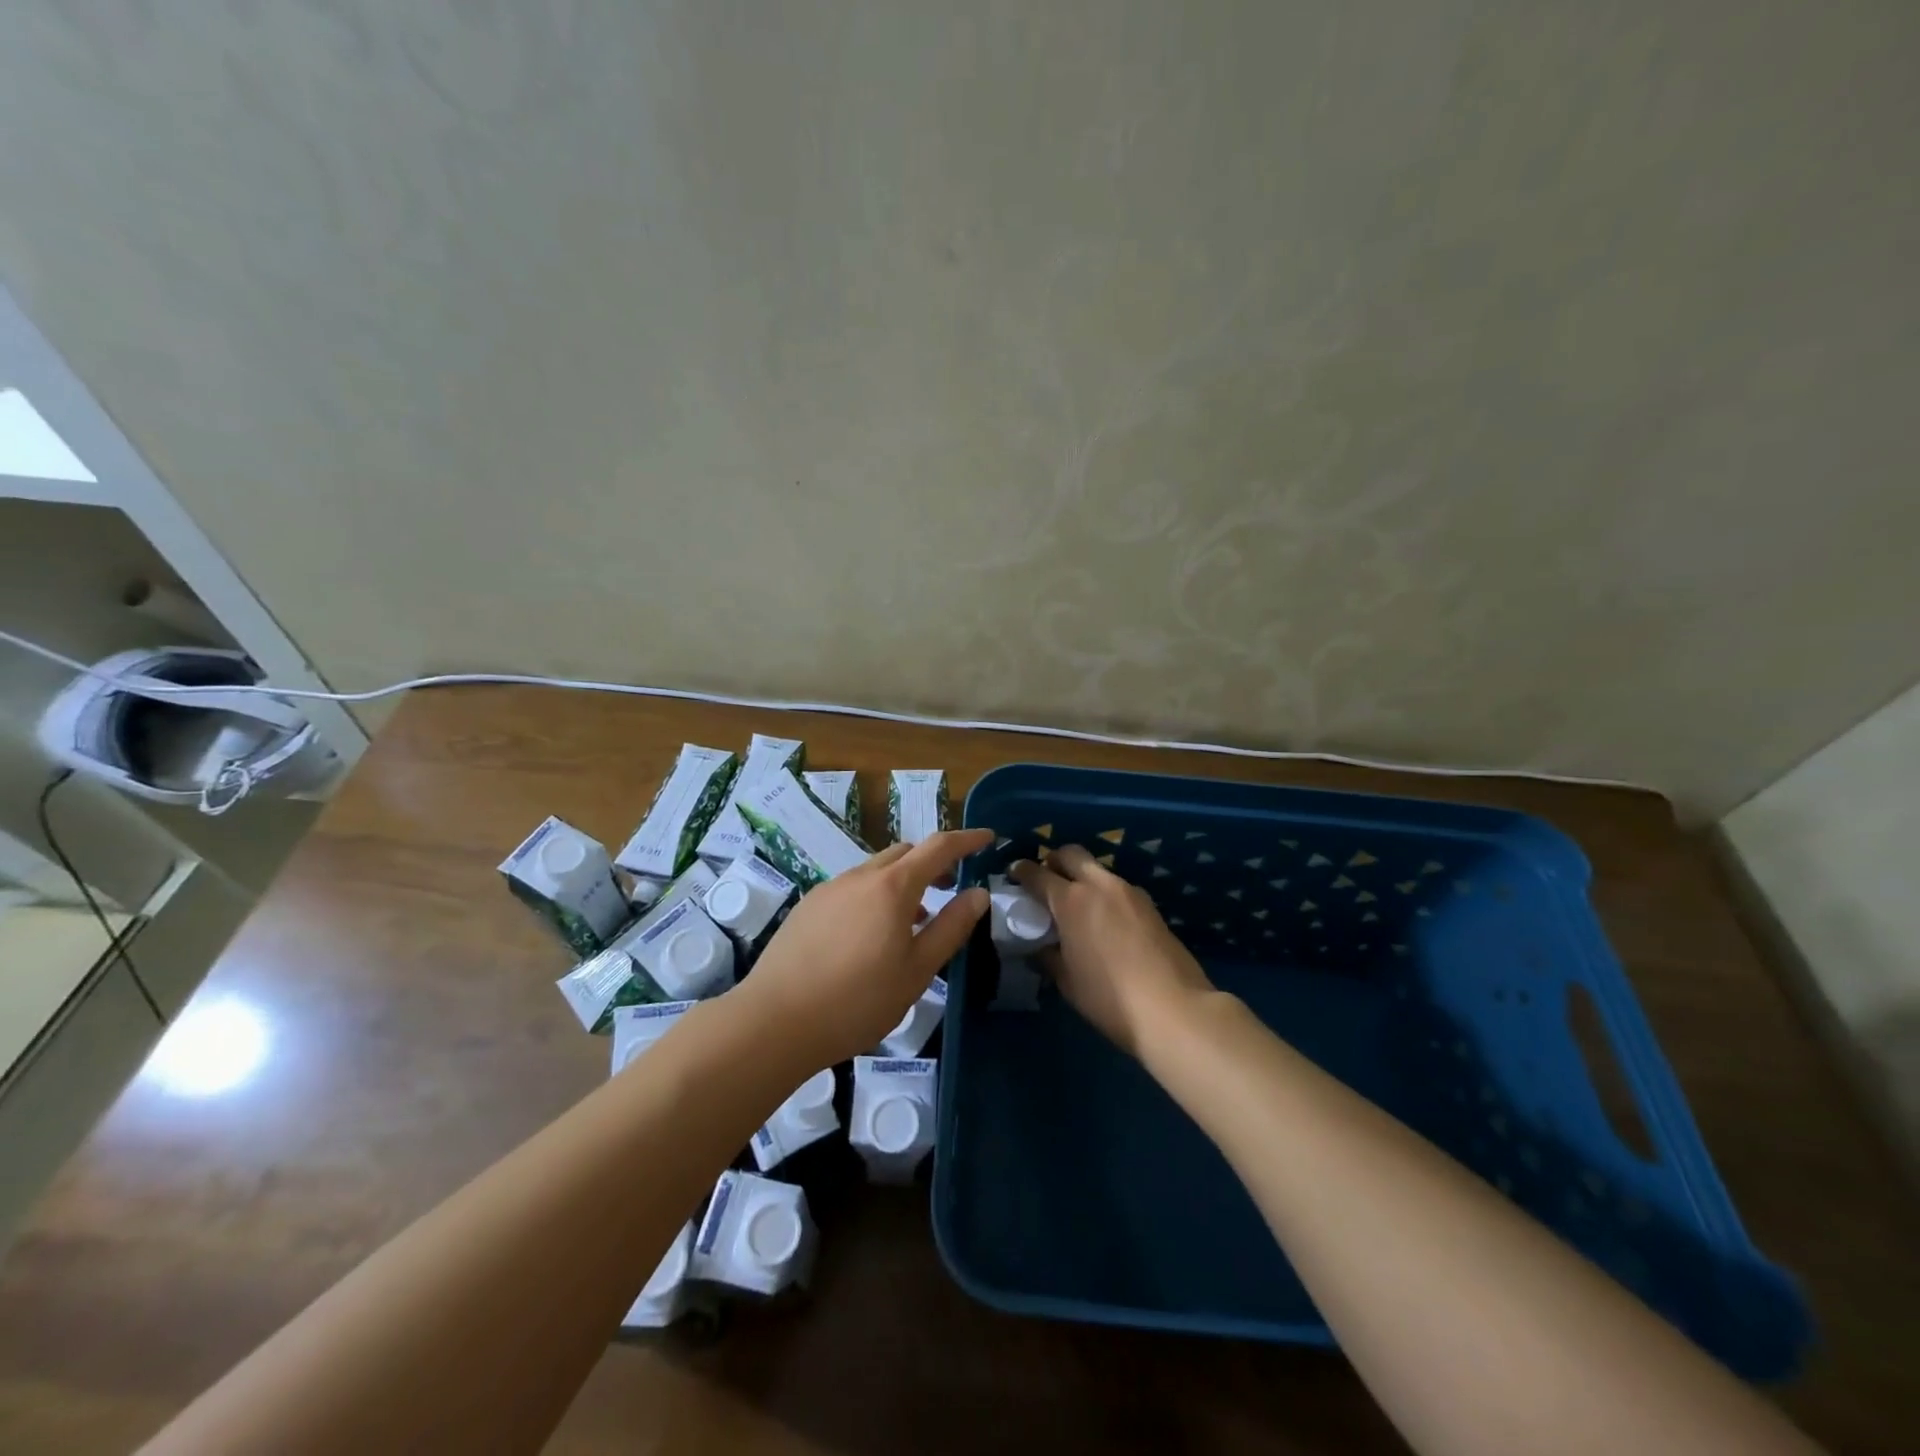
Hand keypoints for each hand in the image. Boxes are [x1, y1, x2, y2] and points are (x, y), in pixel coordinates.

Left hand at [738, 828, 991, 1067]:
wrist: (774, 1021)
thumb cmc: (857, 1001)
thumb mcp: (917, 971)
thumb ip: (951, 928)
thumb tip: (978, 894)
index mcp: (893, 887)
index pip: (939, 847)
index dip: (967, 839)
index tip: (988, 837)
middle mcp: (860, 876)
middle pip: (905, 853)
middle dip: (933, 861)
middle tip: (951, 887)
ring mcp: (829, 889)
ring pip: (876, 871)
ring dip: (902, 882)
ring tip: (913, 921)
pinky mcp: (808, 906)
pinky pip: (852, 888)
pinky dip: (875, 896)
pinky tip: (871, 936)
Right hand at [1012, 846, 1214, 1058]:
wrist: (1173, 1008)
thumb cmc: (1109, 997)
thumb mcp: (1067, 981)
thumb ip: (1048, 956)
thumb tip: (1038, 947)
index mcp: (1071, 900)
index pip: (1037, 873)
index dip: (1021, 871)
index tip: (1013, 874)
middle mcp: (1099, 885)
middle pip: (1070, 854)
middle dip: (1053, 861)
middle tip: (1045, 880)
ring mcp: (1129, 892)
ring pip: (1097, 869)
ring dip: (1081, 876)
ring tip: (1076, 903)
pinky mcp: (1150, 905)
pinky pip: (1117, 887)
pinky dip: (1103, 893)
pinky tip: (1104, 919)